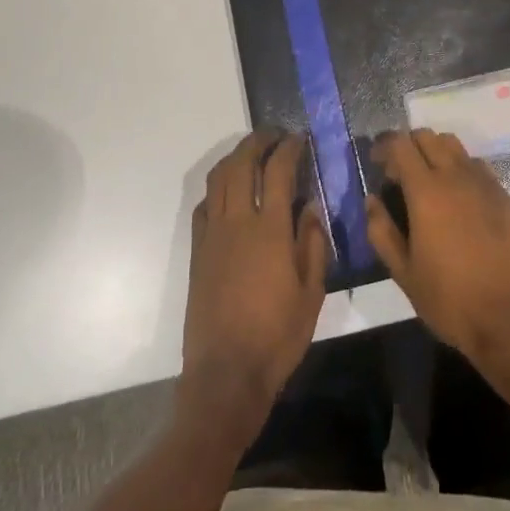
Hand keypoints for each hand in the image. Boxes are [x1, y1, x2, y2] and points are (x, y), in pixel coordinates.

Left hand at [180, 133, 327, 428]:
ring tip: (252, 153)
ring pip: (218, 179)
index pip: (278, 171)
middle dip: (258, 141)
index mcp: (269, 230)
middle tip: (275, 135)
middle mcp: (237, 222)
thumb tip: (310, 207)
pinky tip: (228, 193)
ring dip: (235, 157)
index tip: (300, 137)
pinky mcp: (197, 251)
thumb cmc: (277, 337)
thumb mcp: (311, 294)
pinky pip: (204, 206)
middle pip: (242, 164)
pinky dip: (217, 188)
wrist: (225, 375)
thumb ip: (313, 245)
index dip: (289, 148)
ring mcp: (212, 235)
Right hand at [365, 130, 509, 360]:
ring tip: (428, 181)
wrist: (509, 317)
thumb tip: (372, 201)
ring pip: (454, 145)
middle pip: (428, 136)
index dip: (384, 147)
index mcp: (426, 191)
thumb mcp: (403, 272)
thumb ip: (381, 231)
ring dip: (435, 152)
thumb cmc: (449, 298)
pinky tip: (458, 197)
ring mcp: (483, 183)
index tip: (376, 163)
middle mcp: (455, 176)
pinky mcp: (503, 196)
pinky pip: (476, 165)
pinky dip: (460, 168)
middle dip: (408, 146)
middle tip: (399, 173)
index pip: (400, 145)